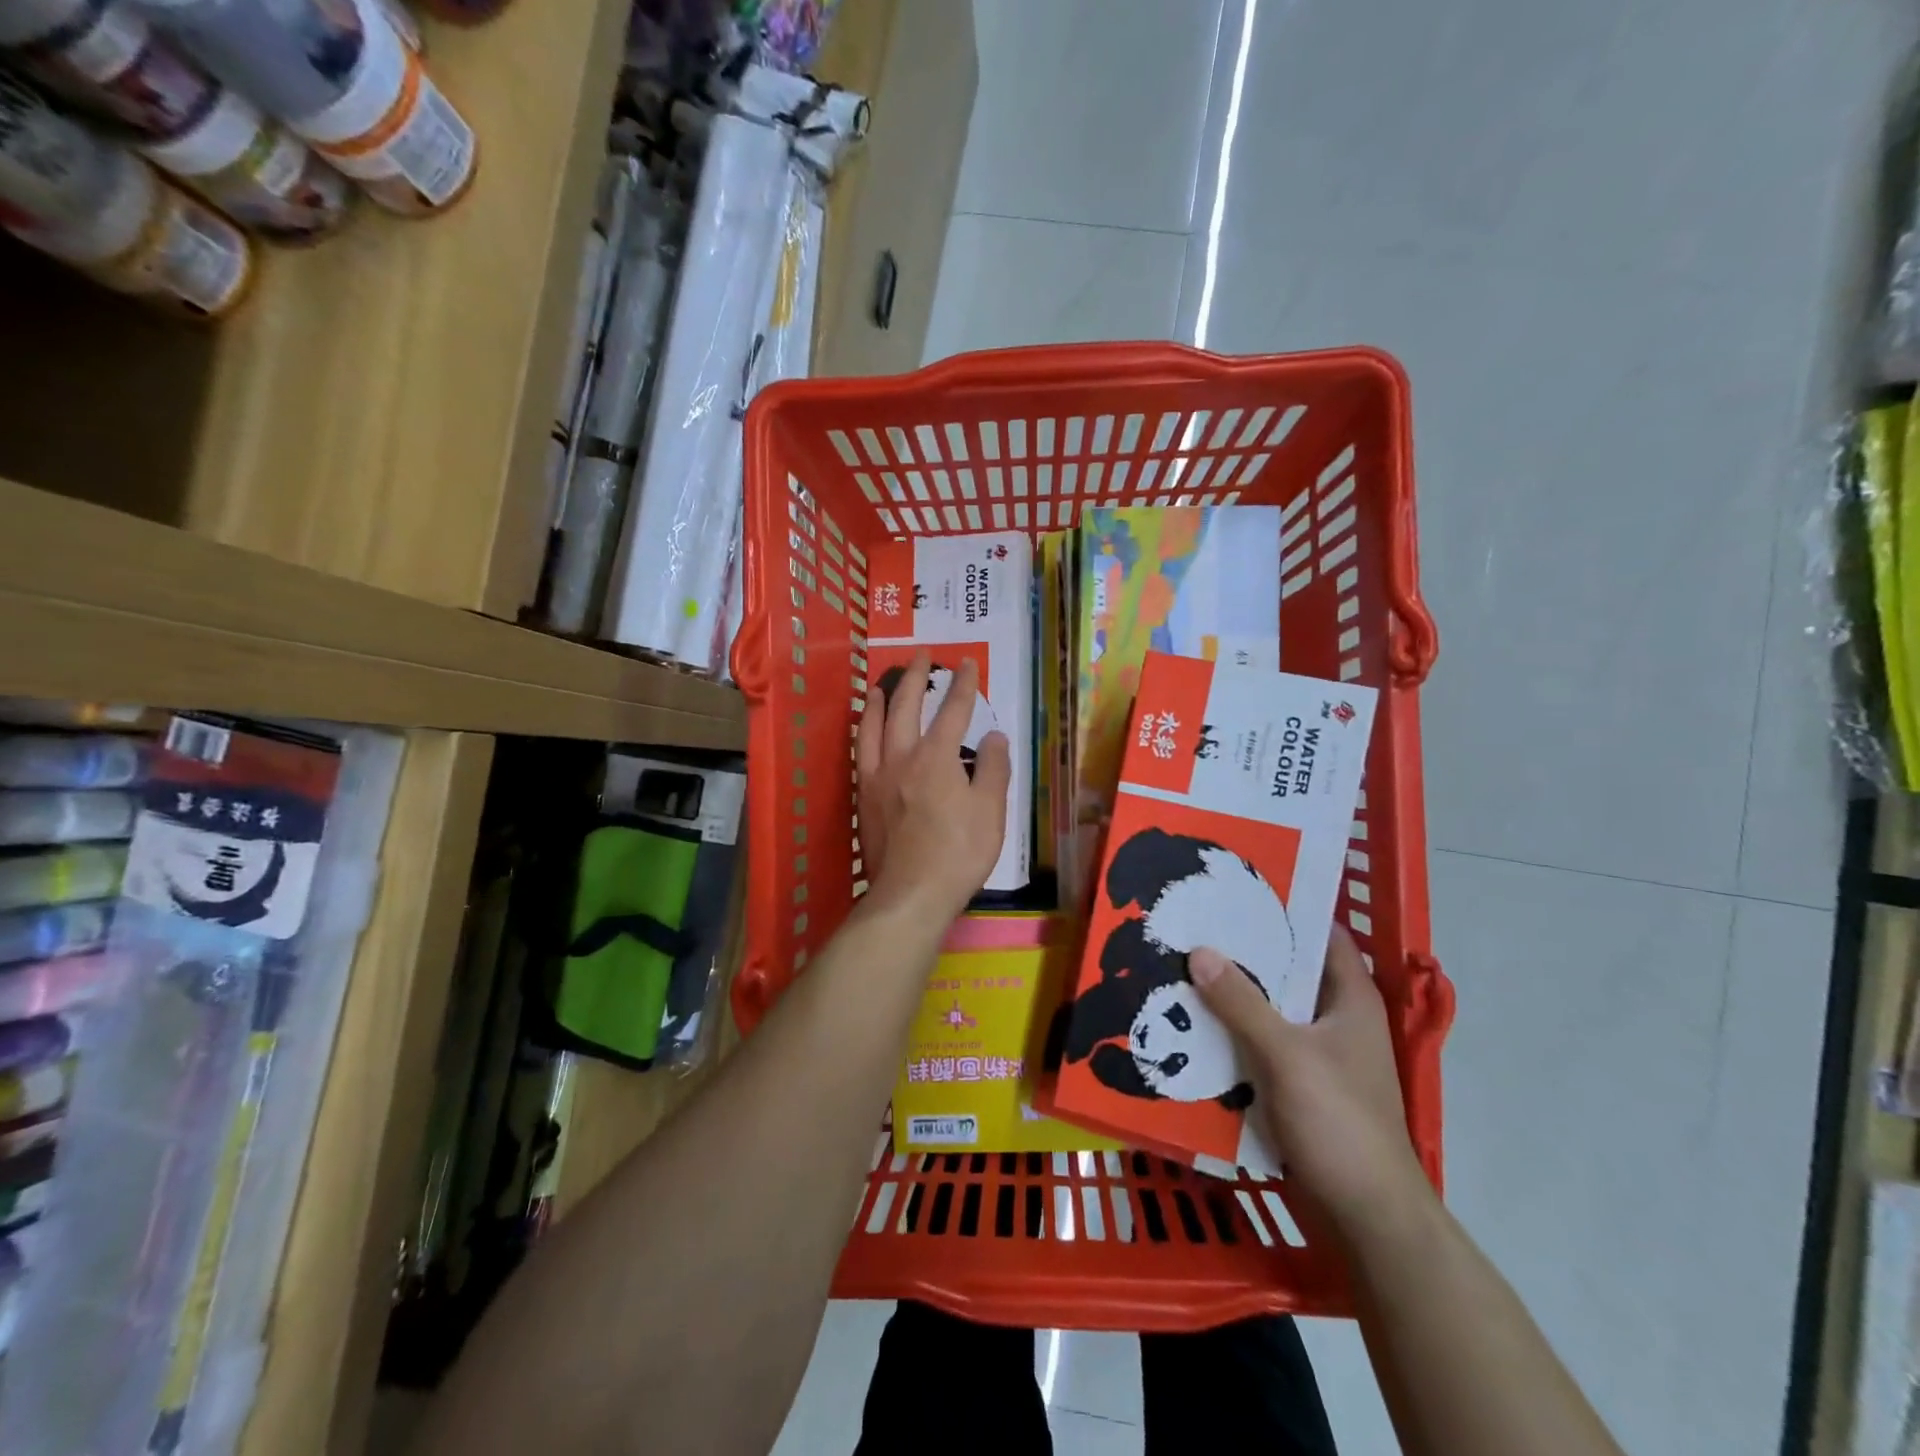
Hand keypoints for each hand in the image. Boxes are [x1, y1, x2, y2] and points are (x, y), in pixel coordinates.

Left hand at [855, 651, 1010, 923]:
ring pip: (872, 728)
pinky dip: (862, 734)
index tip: (966, 663)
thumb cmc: (958, 853)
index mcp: (936, 757)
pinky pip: (860, 755)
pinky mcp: (862, 800)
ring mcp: (876, 778)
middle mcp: (901, 758)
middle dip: (915, 678)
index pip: (953, 711)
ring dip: (877, 702)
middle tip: (921, 656)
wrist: (911, 894)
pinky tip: (864, 734)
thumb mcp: (990, 811)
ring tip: (878, 685)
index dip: (963, 685)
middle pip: (905, 708)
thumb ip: (991, 768)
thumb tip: (993, 736)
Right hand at [1189, 928, 1431, 1233]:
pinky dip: (1233, 1033)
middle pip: (1288, 972)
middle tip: (1195, 926)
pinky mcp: (1299, 1087)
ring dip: (1233, 995)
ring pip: (1270, 1010)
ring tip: (1184, 968)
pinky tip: (1194, 1026)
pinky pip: (1260, 1045)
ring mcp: (1318, 1056)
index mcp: (1351, 1000)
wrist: (1367, 1217)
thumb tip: (1200, 950)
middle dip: (1244, 952)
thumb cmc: (1339, 1123)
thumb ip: (1241, 1002)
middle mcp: (1336, 1020)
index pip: (1322, 935)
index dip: (1286, 909)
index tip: (1237, 888)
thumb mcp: (1286, 1055)